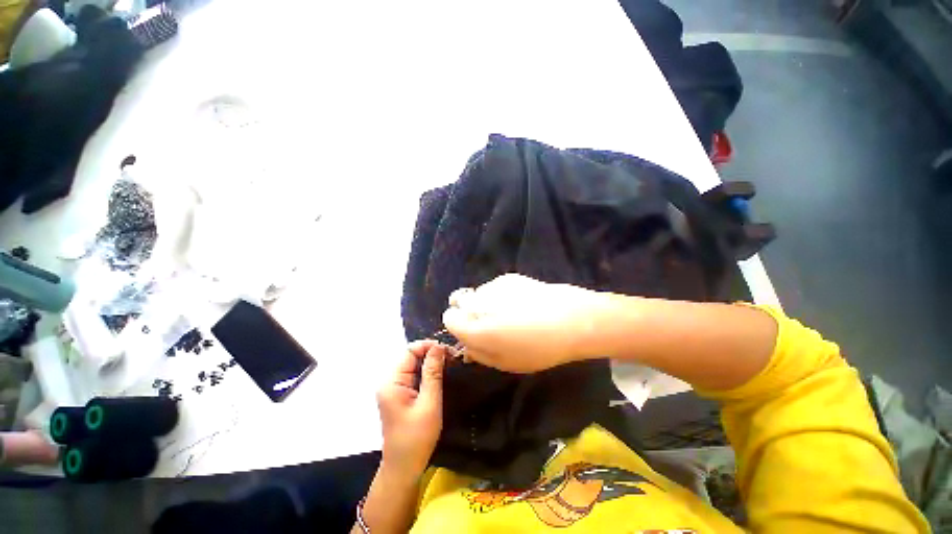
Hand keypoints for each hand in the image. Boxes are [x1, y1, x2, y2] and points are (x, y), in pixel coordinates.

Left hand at [376, 340, 445, 480]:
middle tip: (453, 358)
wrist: (404, 468)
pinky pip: (413, 375)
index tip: (449, 351)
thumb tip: (439, 346)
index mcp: (392, 382)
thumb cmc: (417, 438)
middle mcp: (389, 381)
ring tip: (450, 364)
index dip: (429, 346)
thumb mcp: (429, 403)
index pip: (410, 351)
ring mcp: (393, 388)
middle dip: (431, 353)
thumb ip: (433, 372)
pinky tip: (440, 375)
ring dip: (431, 362)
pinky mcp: (399, 394)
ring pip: (413, 364)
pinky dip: (427, 372)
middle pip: (411, 356)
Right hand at [441, 274, 605, 372]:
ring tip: (510, 312)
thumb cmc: (538, 348)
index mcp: (474, 327)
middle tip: (487, 322)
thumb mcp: (506, 363)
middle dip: (466, 310)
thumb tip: (466, 346)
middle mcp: (478, 302)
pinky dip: (500, 295)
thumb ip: (480, 354)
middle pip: (458, 300)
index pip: (449, 317)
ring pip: (478, 293)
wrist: (570, 319)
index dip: (457, 325)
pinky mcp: (508, 277)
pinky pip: (495, 287)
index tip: (470, 331)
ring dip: (485, 302)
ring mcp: (493, 286)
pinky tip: (521, 302)